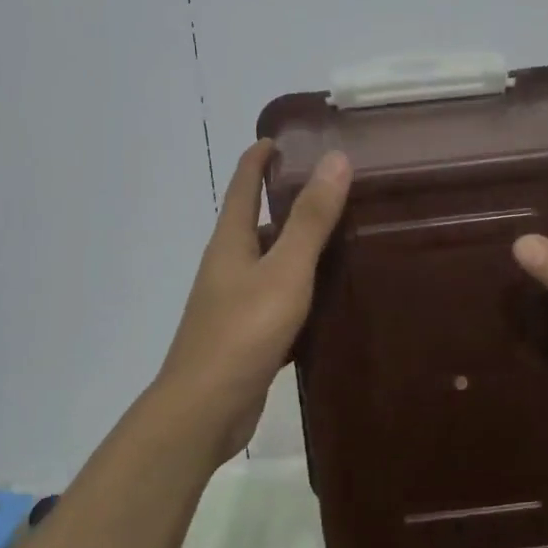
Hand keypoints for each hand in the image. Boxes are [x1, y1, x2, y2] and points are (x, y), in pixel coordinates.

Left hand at [157, 139, 351, 456]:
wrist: (205, 409)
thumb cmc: (243, 331)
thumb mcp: (285, 270)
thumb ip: (311, 218)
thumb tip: (335, 158)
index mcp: (230, 242)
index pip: (242, 185)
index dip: (259, 158)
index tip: (284, 138)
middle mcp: (228, 265)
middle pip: (257, 222)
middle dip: (288, 200)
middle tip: (335, 188)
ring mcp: (235, 302)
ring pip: (271, 262)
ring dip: (298, 246)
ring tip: (342, 236)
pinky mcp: (247, 335)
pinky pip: (279, 298)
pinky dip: (301, 288)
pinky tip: (329, 296)